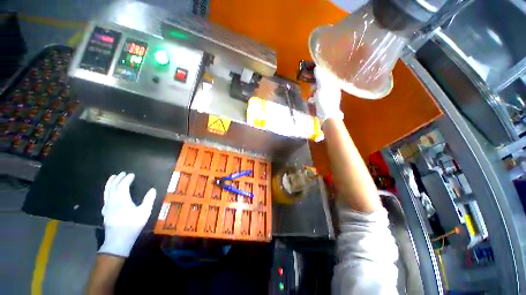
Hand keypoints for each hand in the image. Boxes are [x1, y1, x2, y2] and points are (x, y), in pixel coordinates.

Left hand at [99, 172, 155, 256]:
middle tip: (122, 173)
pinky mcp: (105, 212)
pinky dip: (107, 192)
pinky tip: (108, 194)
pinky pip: (105, 198)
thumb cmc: (132, 225)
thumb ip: (149, 200)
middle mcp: (112, 201)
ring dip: (110, 183)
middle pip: (113, 187)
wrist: (118, 240)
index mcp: (122, 200)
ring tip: (112, 178)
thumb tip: (153, 189)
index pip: (123, 185)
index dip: (127, 179)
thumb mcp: (144, 212)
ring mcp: (107, 207)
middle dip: (118, 179)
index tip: (132, 174)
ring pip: (107, 192)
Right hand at [309, 67, 343, 123]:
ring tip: (310, 92)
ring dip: (314, 90)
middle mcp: (333, 89)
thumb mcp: (322, 88)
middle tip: (309, 81)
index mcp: (334, 84)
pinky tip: (311, 100)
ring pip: (320, 90)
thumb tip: (317, 67)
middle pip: (323, 82)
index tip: (312, 70)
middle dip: (316, 81)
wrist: (327, 116)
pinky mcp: (325, 103)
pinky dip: (314, 97)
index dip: (320, 71)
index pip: (327, 74)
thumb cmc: (325, 101)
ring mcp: (329, 97)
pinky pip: (319, 97)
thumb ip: (320, 77)